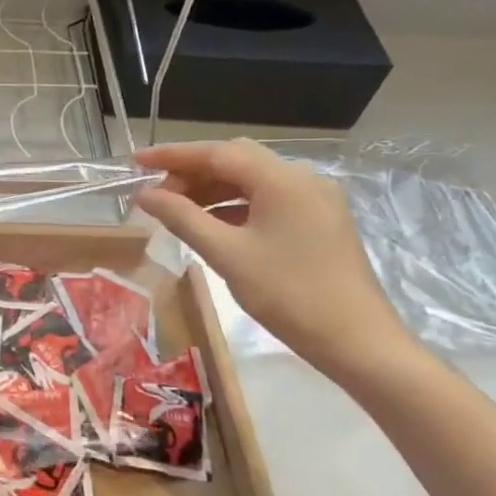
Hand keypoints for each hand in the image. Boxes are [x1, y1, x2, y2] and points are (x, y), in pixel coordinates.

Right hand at [135, 139, 415, 379]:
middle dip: (192, 172)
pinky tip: (212, 225)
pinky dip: (235, 205)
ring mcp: (314, 199)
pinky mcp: (319, 220)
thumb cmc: (289, 295)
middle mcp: (301, 179)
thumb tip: (145, 195)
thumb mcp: (227, 255)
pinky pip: (268, 199)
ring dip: (212, 189)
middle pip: (236, 160)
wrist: (359, 342)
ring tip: (177, 211)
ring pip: (252, 180)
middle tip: (157, 193)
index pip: (217, 153)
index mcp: (281, 180)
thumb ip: (182, 218)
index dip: (172, 155)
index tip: (136, 161)